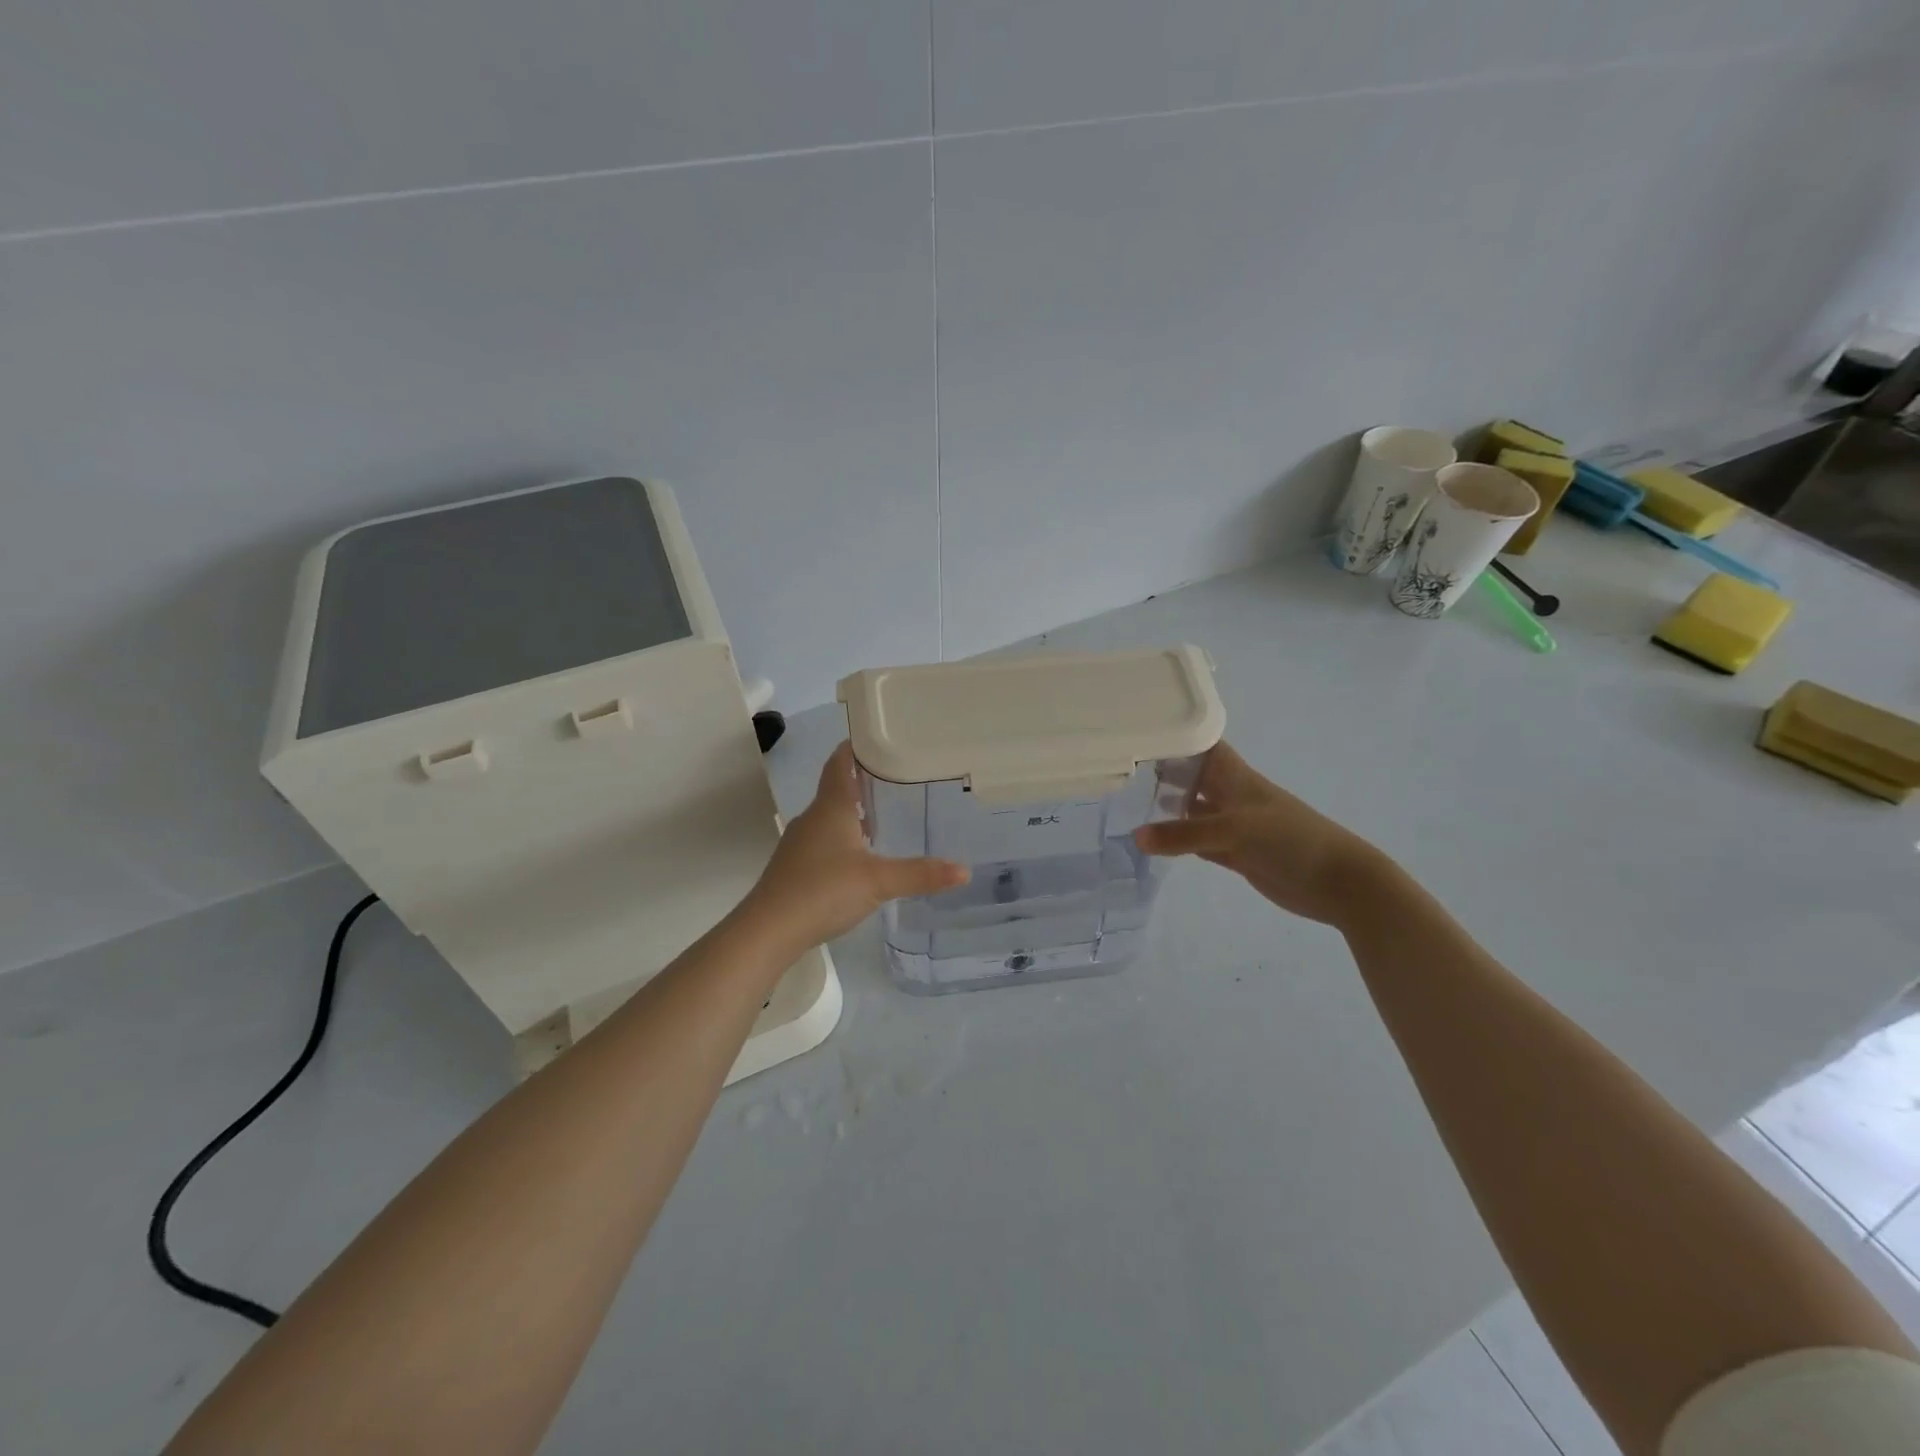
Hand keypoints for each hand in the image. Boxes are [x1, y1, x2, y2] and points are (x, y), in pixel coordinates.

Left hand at [743, 742, 968, 951]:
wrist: (768, 930)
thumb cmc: (823, 890)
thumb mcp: (879, 881)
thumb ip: (921, 874)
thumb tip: (965, 870)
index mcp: (831, 807)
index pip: (839, 763)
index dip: (855, 747)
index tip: (877, 739)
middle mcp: (812, 818)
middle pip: (836, 788)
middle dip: (862, 782)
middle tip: (897, 779)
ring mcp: (799, 843)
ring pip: (829, 817)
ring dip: (852, 813)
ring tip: (884, 816)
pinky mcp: (794, 867)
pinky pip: (822, 841)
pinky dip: (842, 839)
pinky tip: (859, 857)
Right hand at [1133, 741, 1388, 926]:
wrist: (1338, 882)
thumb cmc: (1290, 840)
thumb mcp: (1234, 829)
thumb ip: (1184, 834)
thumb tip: (1136, 836)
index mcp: (1237, 778)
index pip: (1203, 746)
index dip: (1179, 736)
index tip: (1141, 731)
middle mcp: (1233, 796)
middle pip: (1194, 778)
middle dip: (1164, 773)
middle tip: (1121, 771)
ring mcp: (1235, 826)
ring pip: (1194, 812)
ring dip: (1167, 810)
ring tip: (1128, 806)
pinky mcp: (1237, 854)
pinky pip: (1199, 843)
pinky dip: (1179, 842)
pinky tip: (1153, 842)